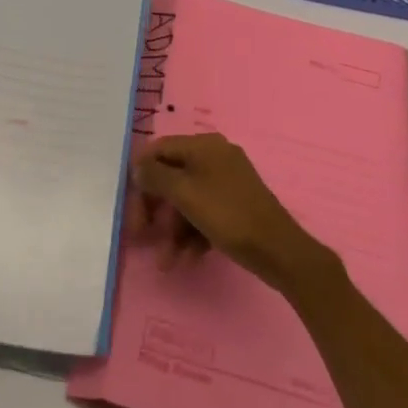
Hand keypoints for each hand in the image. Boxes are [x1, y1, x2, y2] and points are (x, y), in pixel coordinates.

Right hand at [128, 133, 329, 291]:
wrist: (277, 249)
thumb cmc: (227, 214)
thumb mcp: (185, 193)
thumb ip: (156, 176)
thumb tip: (137, 166)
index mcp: (203, 145)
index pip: (160, 149)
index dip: (141, 174)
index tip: (130, 204)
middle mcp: (214, 156)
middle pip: (172, 175)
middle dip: (156, 207)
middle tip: (141, 234)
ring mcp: (226, 181)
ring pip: (187, 199)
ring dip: (173, 229)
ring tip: (167, 262)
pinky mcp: (234, 205)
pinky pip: (204, 213)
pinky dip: (192, 233)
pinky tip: (187, 259)